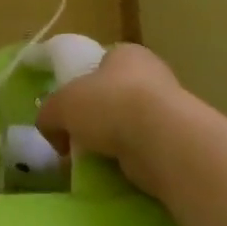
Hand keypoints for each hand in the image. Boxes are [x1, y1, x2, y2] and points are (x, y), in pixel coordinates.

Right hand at [35, 42, 198, 192]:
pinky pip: (145, 149)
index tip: (69, 111)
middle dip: (97, 118)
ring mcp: (169, 109)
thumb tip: (52, 131)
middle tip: (78, 139)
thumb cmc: (109, 105)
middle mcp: (151, 74)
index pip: (101, 64)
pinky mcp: (177, 141)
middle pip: (115, 96)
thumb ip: (48, 114)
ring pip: (130, 124)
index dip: (82, 85)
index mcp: (126, 54)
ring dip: (114, 141)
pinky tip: (117, 171)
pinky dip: (131, 160)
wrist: (161, 140)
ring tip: (96, 160)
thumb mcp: (61, 105)